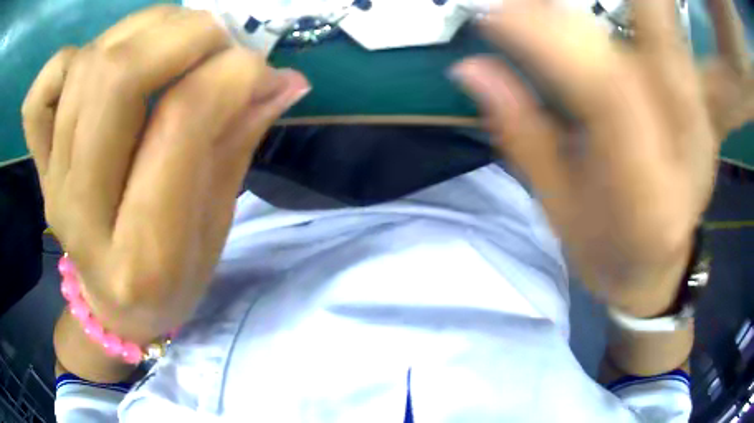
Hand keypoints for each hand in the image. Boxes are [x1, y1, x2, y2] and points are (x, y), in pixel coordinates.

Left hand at [22, 6, 310, 342]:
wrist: (110, 307)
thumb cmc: (170, 284)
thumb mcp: (215, 230)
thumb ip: (239, 143)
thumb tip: (284, 79)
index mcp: (141, 256)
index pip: (181, 123)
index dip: (232, 75)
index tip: (262, 69)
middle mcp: (81, 212)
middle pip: (116, 78)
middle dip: (184, 35)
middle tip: (219, 41)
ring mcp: (52, 182)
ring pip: (85, 66)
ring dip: (145, 30)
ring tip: (176, 41)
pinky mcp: (40, 163)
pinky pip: (42, 90)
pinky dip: (72, 58)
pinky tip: (101, 65)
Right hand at [454, 0, 750, 315]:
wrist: (663, 264)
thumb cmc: (608, 254)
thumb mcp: (560, 212)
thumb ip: (523, 136)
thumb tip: (470, 68)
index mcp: (649, 198)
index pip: (606, 92)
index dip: (548, 39)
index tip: (494, 13)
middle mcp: (687, 148)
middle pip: (653, 35)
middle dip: (590, 7)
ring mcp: (699, 118)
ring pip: (662, 25)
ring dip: (615, 1)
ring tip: (545, 1)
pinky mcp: (700, 102)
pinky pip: (667, 33)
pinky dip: (635, 8)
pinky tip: (595, 9)